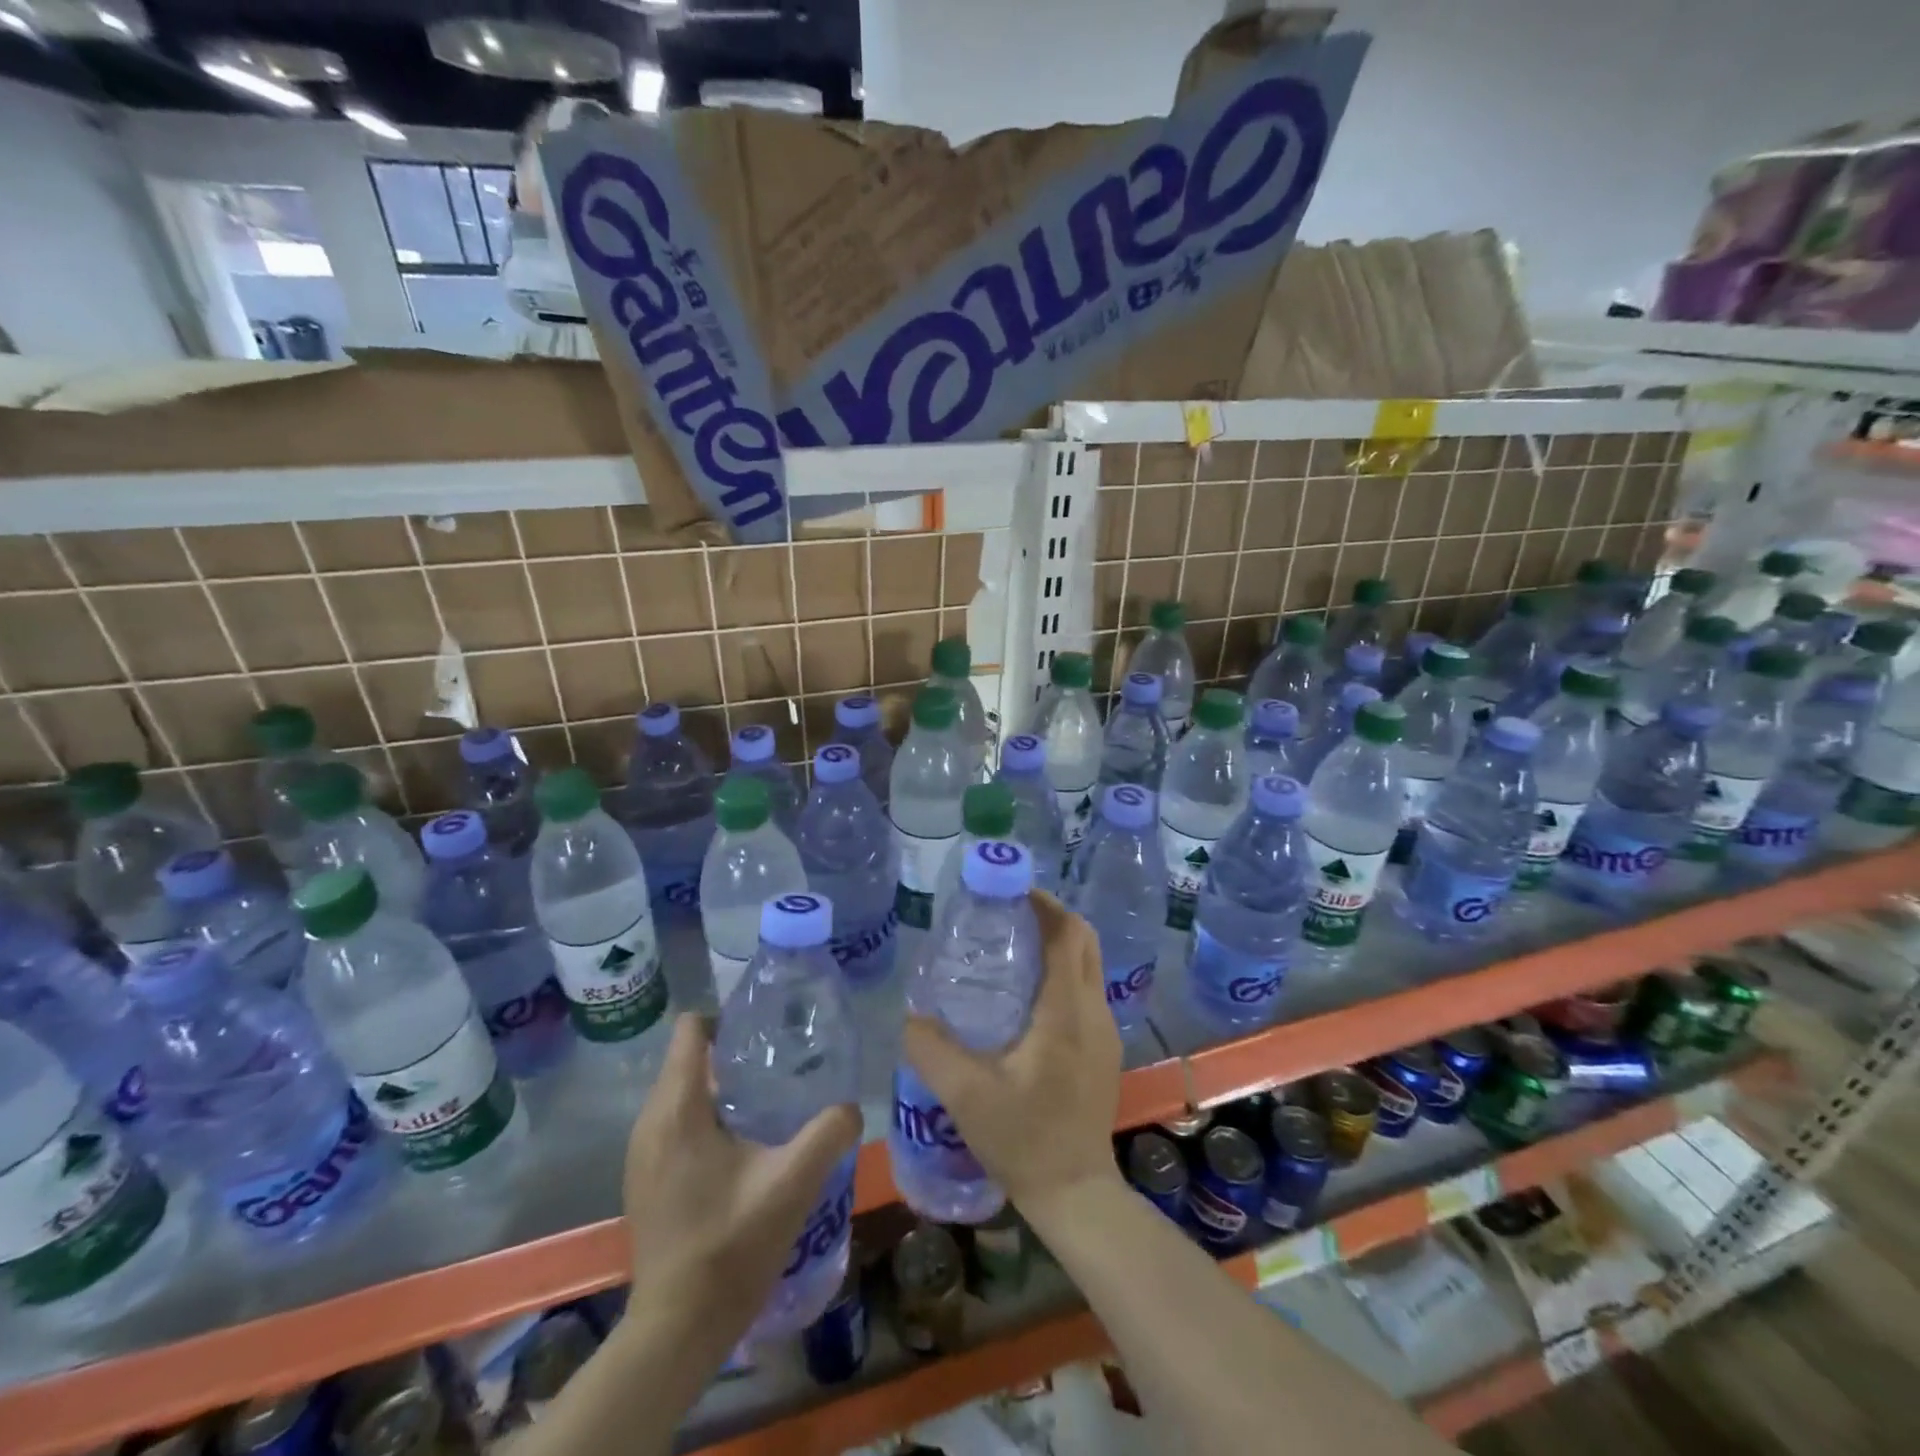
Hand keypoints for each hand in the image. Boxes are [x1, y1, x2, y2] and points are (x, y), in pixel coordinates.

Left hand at [622, 1014, 861, 1350]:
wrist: (677, 1330)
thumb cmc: (730, 1246)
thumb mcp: (792, 1183)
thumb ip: (828, 1133)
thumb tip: (851, 1106)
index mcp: (678, 1108)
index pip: (690, 1030)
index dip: (727, 1019)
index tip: (766, 1032)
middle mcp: (650, 1121)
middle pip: (688, 1059)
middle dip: (732, 1053)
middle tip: (780, 1065)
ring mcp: (642, 1153)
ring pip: (682, 1092)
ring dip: (721, 1088)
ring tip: (768, 1102)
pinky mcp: (645, 1178)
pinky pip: (675, 1122)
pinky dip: (706, 1118)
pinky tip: (742, 1146)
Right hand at [902, 890, 1123, 1219]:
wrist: (1075, 1193)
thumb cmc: (1024, 1139)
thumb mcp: (965, 1094)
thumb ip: (931, 1048)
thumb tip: (909, 1014)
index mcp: (1066, 1010)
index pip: (1067, 934)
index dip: (1043, 904)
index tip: (1008, 891)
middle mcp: (1093, 1010)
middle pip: (1083, 940)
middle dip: (1050, 916)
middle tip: (1006, 914)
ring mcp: (1104, 1030)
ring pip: (1087, 965)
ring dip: (1057, 943)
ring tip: (1011, 946)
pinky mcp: (1102, 1048)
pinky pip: (1085, 990)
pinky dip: (1061, 972)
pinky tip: (1024, 994)